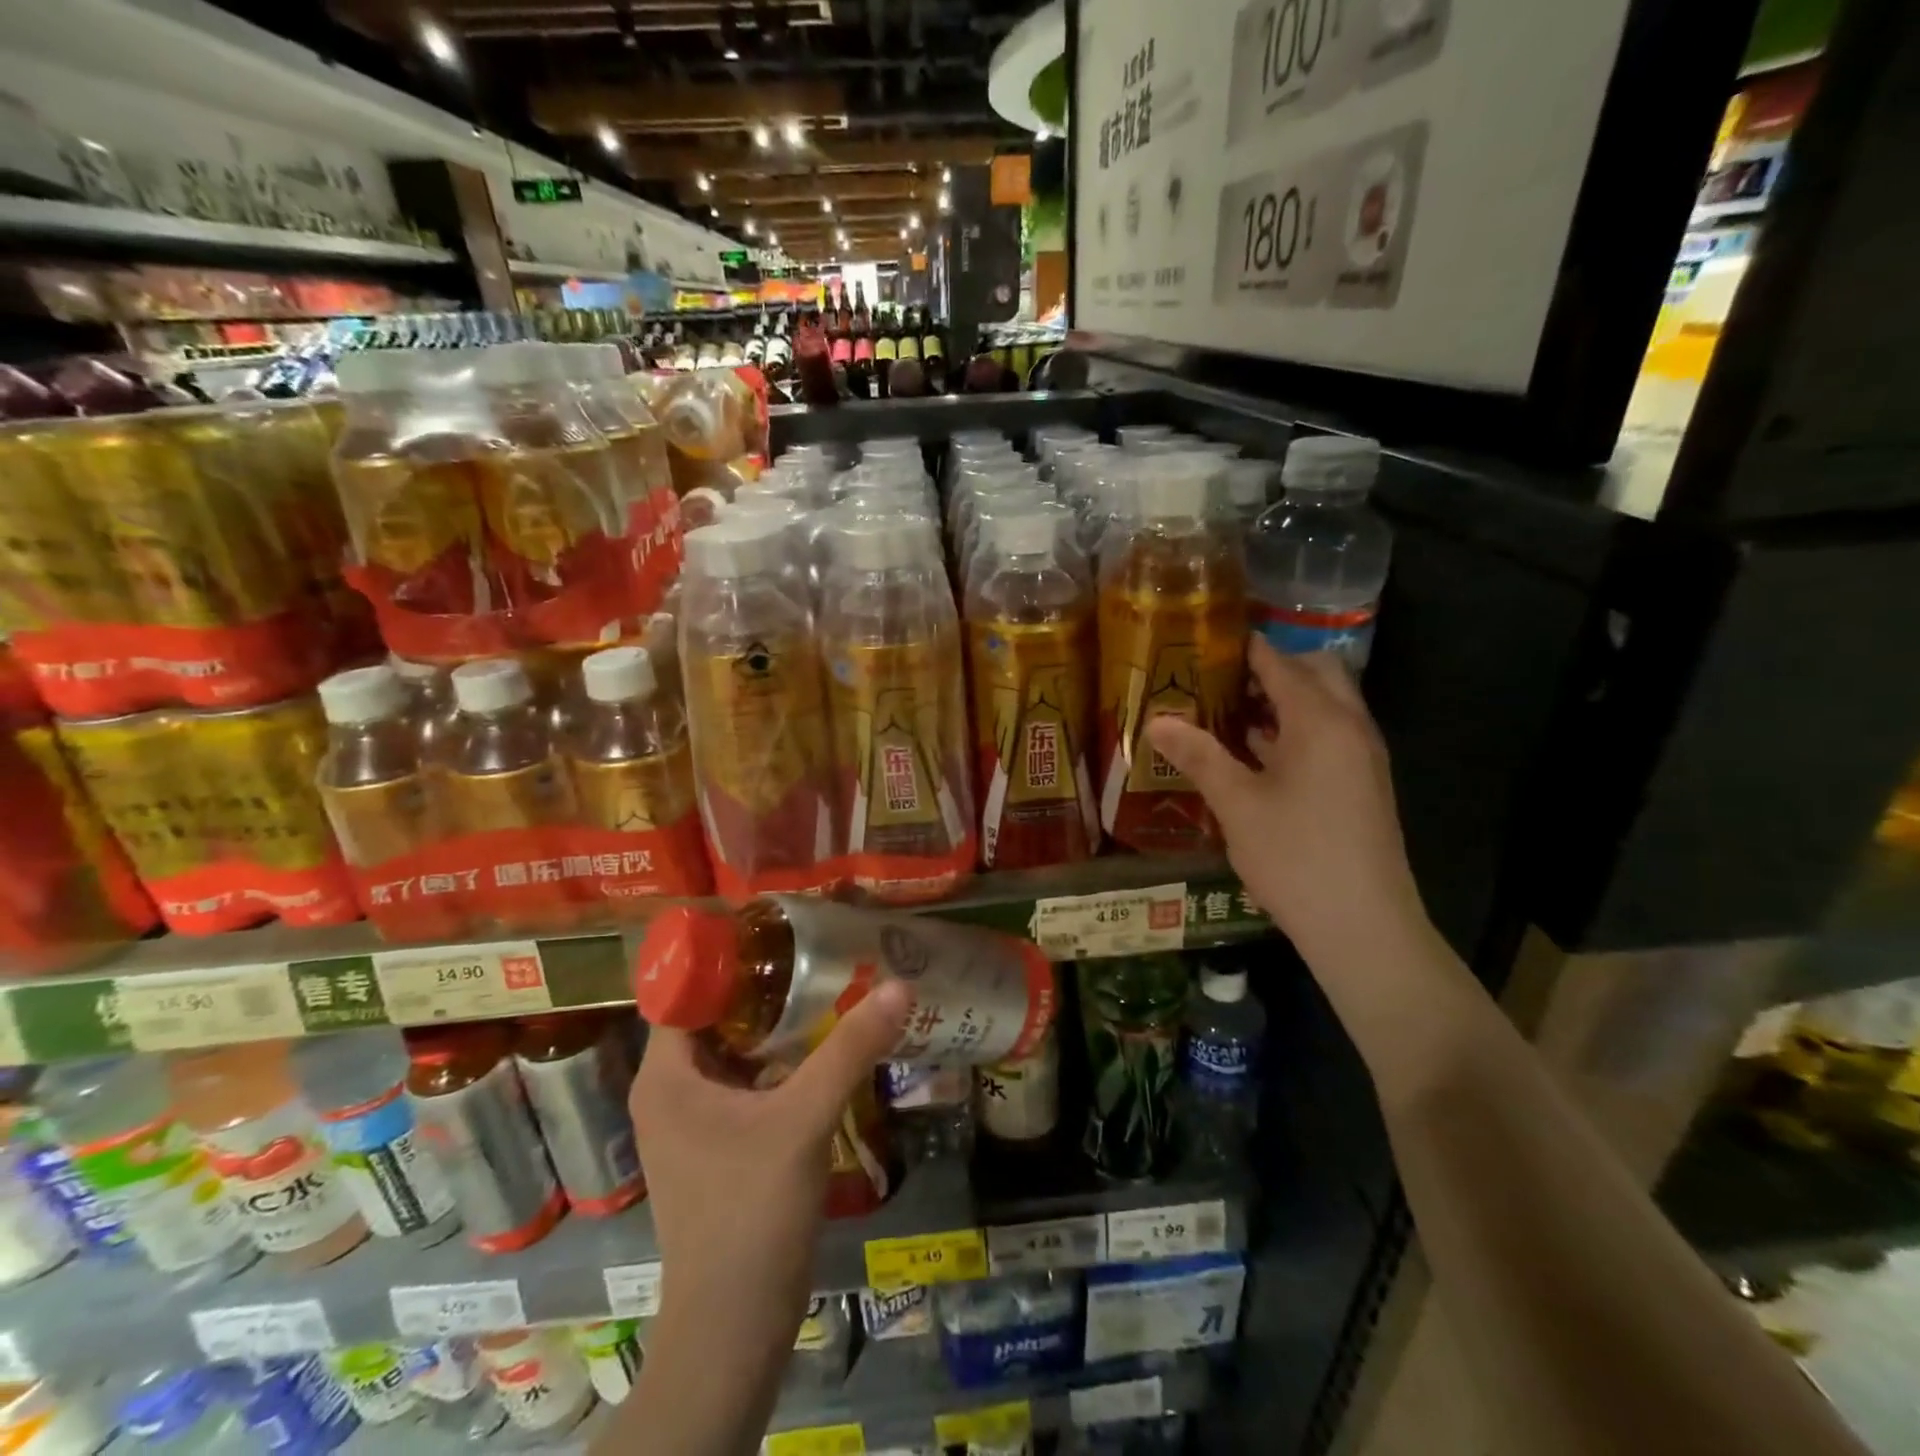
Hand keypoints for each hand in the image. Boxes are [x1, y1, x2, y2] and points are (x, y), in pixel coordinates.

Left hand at [629, 981, 912, 1327]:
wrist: (733, 1328)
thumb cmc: (751, 1213)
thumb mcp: (804, 1120)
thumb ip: (850, 1049)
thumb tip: (899, 984)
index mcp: (666, 1076)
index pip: (686, 991)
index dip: (728, 957)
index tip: (779, 930)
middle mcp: (669, 1091)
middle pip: (714, 1016)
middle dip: (762, 986)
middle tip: (814, 951)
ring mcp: (692, 1121)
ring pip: (733, 1050)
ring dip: (774, 1023)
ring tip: (825, 985)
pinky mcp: (717, 1144)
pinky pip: (745, 1081)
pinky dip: (778, 1059)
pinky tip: (822, 1046)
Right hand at [1147, 637, 1423, 965]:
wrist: (1363, 926)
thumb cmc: (1296, 857)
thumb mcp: (1237, 805)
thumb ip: (1199, 756)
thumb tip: (1156, 721)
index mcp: (1321, 721)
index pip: (1281, 663)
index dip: (1244, 648)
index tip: (1204, 641)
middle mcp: (1350, 727)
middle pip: (1315, 673)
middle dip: (1270, 668)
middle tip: (1218, 680)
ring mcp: (1361, 757)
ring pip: (1324, 706)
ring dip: (1282, 700)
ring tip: (1225, 711)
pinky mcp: (1361, 784)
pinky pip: (1328, 735)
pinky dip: (1294, 730)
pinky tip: (1253, 754)